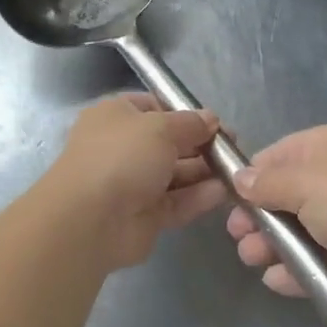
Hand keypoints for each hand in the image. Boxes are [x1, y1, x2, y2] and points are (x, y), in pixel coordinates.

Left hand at [40, 95, 224, 271]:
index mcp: (116, 116)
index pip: (154, 106)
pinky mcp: (144, 216)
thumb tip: (210, 119)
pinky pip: (176, 202)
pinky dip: (198, 196)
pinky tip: (225, 192)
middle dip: (200, 143)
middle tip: (234, 147)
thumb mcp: (160, 126)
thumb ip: (190, 123)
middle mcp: (123, 147)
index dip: (184, 112)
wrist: (89, 220)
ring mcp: (132, 183)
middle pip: (168, 142)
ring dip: (204, 171)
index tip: (214, 121)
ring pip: (175, 174)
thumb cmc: (122, 156)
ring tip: (236, 170)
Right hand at [226, 125, 326, 312]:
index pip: (273, 157)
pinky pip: (312, 263)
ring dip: (270, 245)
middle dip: (256, 217)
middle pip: (280, 197)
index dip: (248, 178)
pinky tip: (274, 280)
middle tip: (238, 236)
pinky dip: (293, 272)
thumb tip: (239, 180)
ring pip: (293, 232)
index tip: (225, 199)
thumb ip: (266, 183)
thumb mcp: (303, 182)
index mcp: (321, 149)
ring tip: (252, 258)